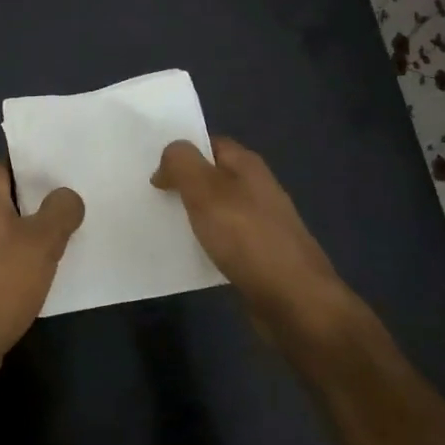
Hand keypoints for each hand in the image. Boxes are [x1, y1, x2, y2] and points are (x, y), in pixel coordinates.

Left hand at [0, 161, 84, 365]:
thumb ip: (60, 211)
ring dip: (16, 235)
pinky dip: (4, 261)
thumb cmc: (2, 280)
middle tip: (58, 213)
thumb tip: (65, 195)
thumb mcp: (43, 242)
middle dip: (26, 205)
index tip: (52, 179)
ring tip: (48, 246)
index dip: (25, 169)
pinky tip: (26, 276)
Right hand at [152, 136, 363, 345]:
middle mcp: (257, 189)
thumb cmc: (247, 237)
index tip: (153, 169)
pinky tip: (188, 255)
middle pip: (213, 176)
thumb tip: (168, 159)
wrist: (294, 300)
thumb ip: (182, 163)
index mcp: (248, 166)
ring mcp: (261, 223)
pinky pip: (224, 240)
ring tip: (161, 225)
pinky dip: (205, 243)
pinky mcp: (259, 255)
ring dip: (192, 215)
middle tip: (151, 197)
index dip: (182, 152)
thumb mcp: (205, 190)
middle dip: (183, 184)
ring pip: (217, 210)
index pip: (210, 144)